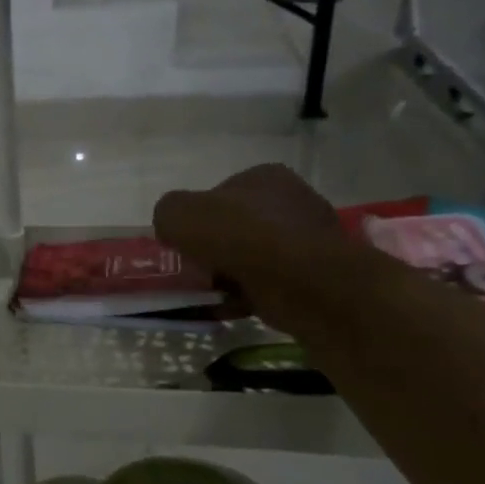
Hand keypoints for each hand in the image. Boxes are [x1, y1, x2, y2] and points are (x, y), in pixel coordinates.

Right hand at [153, 164, 344, 325]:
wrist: (302, 282)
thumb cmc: (239, 237)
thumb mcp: (178, 214)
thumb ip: (168, 213)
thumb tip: (173, 228)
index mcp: (265, 176)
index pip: (220, 194)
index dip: (197, 218)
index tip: (184, 243)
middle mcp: (293, 200)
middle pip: (237, 227)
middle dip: (215, 249)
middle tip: (194, 270)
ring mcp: (309, 238)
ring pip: (253, 257)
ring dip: (229, 275)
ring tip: (209, 293)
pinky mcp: (316, 275)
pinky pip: (269, 284)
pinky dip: (248, 295)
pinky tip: (230, 307)